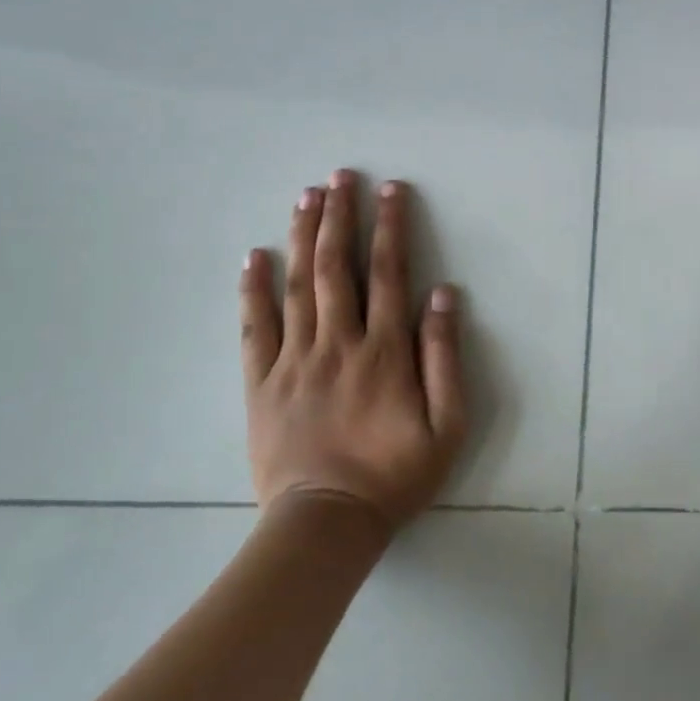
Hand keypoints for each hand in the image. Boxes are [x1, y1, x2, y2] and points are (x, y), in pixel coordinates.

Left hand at [239, 171, 466, 528]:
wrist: (325, 525)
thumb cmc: (394, 475)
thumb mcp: (446, 425)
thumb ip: (445, 357)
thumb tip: (442, 295)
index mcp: (384, 351)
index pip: (390, 273)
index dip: (391, 227)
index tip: (390, 190)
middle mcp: (338, 343)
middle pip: (338, 267)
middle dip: (341, 216)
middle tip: (340, 176)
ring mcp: (295, 360)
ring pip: (298, 285)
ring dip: (304, 236)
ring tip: (307, 196)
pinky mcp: (261, 383)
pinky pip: (255, 327)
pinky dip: (253, 289)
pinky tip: (255, 255)